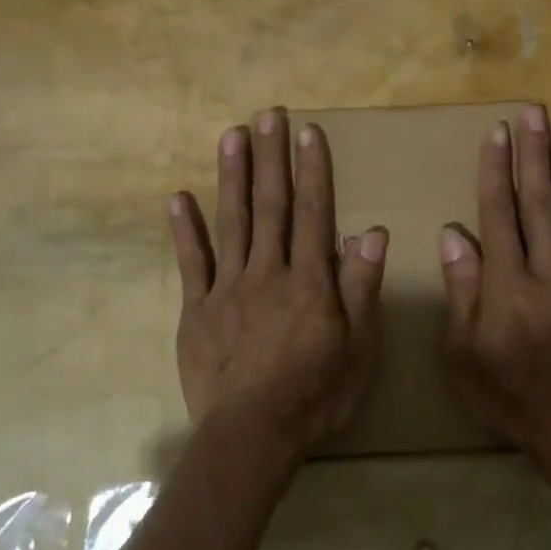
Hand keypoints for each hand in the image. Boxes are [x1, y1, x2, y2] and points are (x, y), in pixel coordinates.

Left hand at [169, 109, 387, 454]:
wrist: (252, 434)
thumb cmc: (315, 394)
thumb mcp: (357, 348)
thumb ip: (361, 288)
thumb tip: (373, 232)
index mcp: (309, 281)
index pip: (313, 214)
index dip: (311, 171)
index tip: (307, 132)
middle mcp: (268, 272)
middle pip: (270, 206)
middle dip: (270, 158)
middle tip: (266, 114)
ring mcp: (227, 288)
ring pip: (231, 223)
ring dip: (231, 177)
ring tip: (231, 135)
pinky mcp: (197, 310)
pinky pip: (191, 264)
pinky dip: (184, 231)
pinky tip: (178, 198)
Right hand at [438, 105, 550, 467]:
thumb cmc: (508, 394)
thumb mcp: (463, 353)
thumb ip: (463, 291)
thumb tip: (454, 234)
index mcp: (508, 286)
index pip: (500, 215)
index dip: (497, 171)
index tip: (498, 133)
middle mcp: (550, 274)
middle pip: (541, 204)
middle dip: (536, 154)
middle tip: (535, 112)